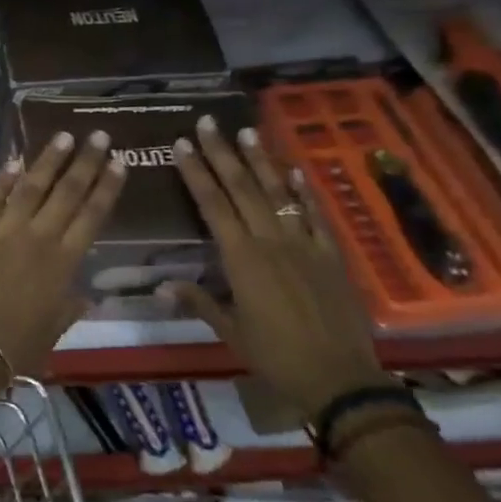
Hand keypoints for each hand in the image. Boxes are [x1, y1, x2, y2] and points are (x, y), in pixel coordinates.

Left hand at [0, 131, 126, 374]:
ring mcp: (3, 229)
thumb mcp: (54, 330)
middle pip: (68, 192)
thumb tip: (86, 294)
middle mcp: (39, 237)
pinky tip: (15, 160)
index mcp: (64, 263)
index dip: (107, 187)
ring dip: (49, 160)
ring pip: (32, 186)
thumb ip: (70, 306)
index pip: (92, 216)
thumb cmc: (15, 346)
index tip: (118, 162)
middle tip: (98, 135)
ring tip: (64, 136)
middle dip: (85, 162)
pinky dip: (3, 178)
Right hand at [165, 115, 389, 419]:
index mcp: (241, 260)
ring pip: (278, 194)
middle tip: (208, 123)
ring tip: (247, 132)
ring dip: (261, 162)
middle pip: (242, 189)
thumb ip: (198, 301)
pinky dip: (305, 191)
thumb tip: (160, 286)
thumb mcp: (230, 331)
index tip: (181, 144)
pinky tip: (295, 170)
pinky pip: (316, 216)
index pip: (212, 205)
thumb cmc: (275, 356)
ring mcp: (305, 245)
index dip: (195, 172)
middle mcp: (271, 242)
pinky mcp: (331, 256)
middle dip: (223, 153)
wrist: (340, 378)